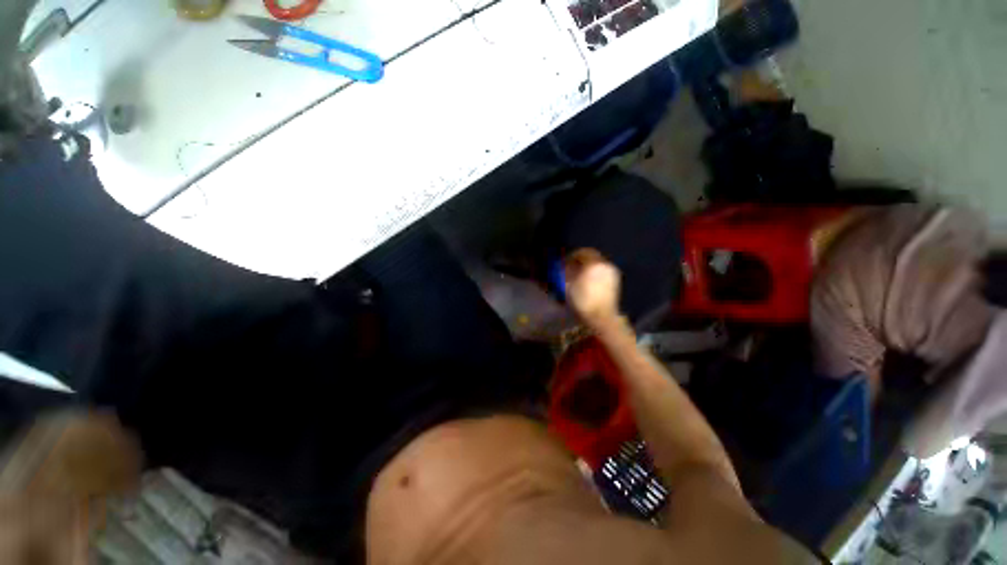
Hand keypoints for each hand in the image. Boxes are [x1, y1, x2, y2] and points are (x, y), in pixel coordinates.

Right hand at [564, 248, 620, 328]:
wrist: (602, 317)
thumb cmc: (583, 302)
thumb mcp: (568, 287)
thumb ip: (565, 273)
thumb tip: (564, 267)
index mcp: (593, 263)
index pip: (582, 252)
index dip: (572, 256)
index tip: (565, 263)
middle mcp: (605, 265)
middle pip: (591, 257)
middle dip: (580, 261)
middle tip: (571, 268)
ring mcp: (612, 273)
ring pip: (597, 264)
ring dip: (588, 268)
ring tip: (579, 277)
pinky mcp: (616, 281)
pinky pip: (602, 272)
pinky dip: (595, 274)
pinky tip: (588, 283)